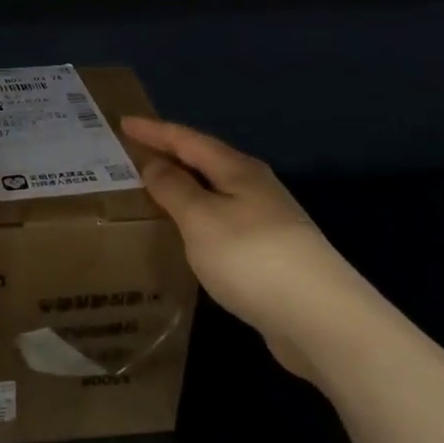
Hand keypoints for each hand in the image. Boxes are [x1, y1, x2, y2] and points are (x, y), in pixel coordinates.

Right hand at [120, 115, 383, 377]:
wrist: (321, 320)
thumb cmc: (252, 257)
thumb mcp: (201, 218)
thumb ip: (174, 188)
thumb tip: (154, 164)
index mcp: (238, 170)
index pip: (187, 139)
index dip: (154, 131)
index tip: (122, 122)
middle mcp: (255, 188)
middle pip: (205, 162)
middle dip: (169, 155)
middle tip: (132, 154)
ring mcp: (267, 222)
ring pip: (214, 193)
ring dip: (184, 188)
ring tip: (152, 190)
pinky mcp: (269, 255)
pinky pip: (221, 222)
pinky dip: (196, 218)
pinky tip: (186, 234)